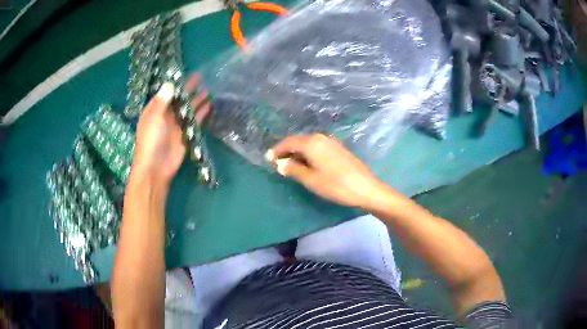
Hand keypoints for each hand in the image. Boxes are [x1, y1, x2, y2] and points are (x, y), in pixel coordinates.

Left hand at [132, 74, 210, 183]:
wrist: (156, 167)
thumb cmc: (151, 140)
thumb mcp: (154, 117)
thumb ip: (162, 101)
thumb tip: (170, 83)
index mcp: (155, 110)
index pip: (166, 93)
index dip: (176, 84)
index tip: (186, 74)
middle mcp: (166, 116)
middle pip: (179, 100)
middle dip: (189, 90)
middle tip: (201, 78)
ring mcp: (176, 125)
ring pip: (188, 109)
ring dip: (197, 100)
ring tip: (208, 90)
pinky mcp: (185, 135)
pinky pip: (194, 121)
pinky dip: (201, 114)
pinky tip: (209, 106)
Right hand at [267, 134, 383, 208]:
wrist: (366, 189)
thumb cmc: (336, 185)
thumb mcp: (311, 179)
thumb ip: (293, 169)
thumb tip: (280, 163)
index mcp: (312, 143)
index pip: (289, 142)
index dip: (277, 150)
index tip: (267, 158)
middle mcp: (321, 138)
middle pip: (298, 141)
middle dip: (287, 151)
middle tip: (277, 162)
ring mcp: (332, 142)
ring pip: (308, 145)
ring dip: (297, 153)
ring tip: (290, 165)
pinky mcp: (339, 149)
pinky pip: (317, 148)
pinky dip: (308, 154)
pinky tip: (307, 164)